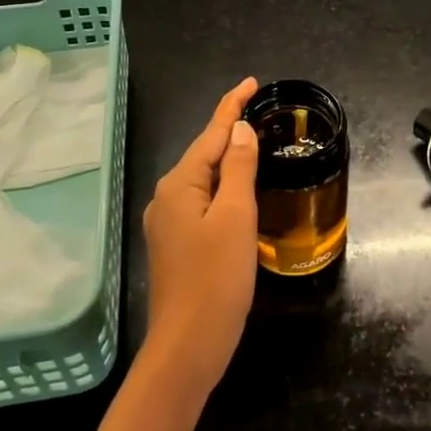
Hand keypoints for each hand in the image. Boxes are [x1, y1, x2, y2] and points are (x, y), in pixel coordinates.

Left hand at [141, 77, 260, 398]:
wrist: (187, 347)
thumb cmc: (216, 279)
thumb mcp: (235, 217)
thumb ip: (239, 169)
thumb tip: (240, 129)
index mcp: (180, 185)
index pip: (211, 133)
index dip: (231, 106)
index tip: (251, 82)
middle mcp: (168, 197)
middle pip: (204, 153)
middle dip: (230, 130)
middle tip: (261, 112)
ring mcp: (169, 223)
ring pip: (204, 178)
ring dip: (228, 159)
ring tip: (256, 144)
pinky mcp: (177, 244)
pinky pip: (203, 201)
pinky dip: (224, 187)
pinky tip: (239, 191)